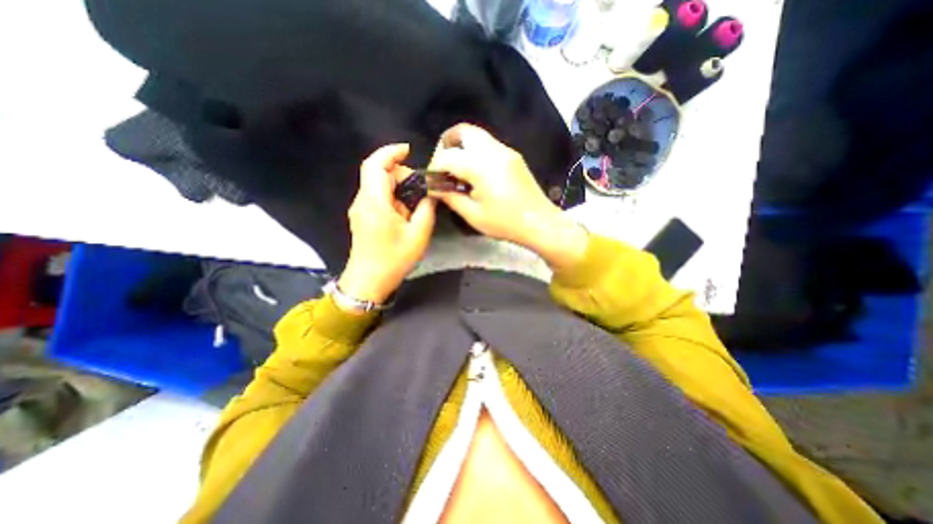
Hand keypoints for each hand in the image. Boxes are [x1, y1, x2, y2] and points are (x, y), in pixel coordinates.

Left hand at [338, 144, 434, 306]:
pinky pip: (377, 198)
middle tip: (421, 191)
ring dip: (398, 189)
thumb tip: (429, 194)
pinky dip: (393, 198)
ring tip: (415, 206)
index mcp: (374, 202)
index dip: (390, 152)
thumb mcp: (418, 235)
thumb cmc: (393, 259)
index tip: (408, 150)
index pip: (375, 165)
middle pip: (379, 174)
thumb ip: (426, 209)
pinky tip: (405, 214)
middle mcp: (363, 201)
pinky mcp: (362, 217)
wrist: (369, 281)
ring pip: (379, 186)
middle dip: (400, 175)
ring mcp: (360, 209)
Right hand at [427, 122, 584, 269]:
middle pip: (463, 131)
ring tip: (457, 172)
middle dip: (447, 144)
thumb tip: (434, 188)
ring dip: (462, 147)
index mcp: (481, 166)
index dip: (435, 166)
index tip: (433, 181)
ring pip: (477, 136)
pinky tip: (475, 174)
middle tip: (443, 167)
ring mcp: (506, 151)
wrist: (540, 222)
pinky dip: (475, 152)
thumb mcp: (474, 215)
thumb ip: (451, 197)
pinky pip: (488, 145)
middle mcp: (494, 151)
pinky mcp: (513, 156)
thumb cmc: (505, 223)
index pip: (448, 156)